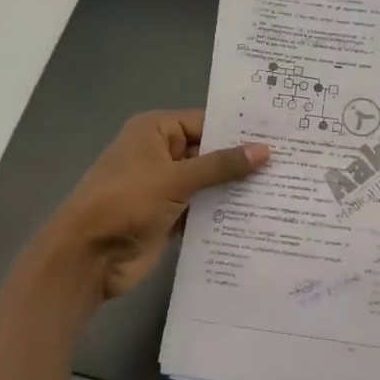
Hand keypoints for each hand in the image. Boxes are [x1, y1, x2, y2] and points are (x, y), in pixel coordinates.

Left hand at [27, 110, 267, 302]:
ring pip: (209, 182)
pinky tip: (259, 215)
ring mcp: (165, 187)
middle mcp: (161, 153)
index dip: (240, 129)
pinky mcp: (170, 217)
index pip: (206, 122)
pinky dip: (224, 212)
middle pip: (210, 152)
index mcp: (156, 131)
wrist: (87, 257)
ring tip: (284, 188)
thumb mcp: (175, 178)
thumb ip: (221, 166)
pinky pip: (203, 208)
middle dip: (243, 160)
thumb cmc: (126, 202)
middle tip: (292, 161)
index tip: (280, 134)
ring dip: (236, 188)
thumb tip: (265, 150)